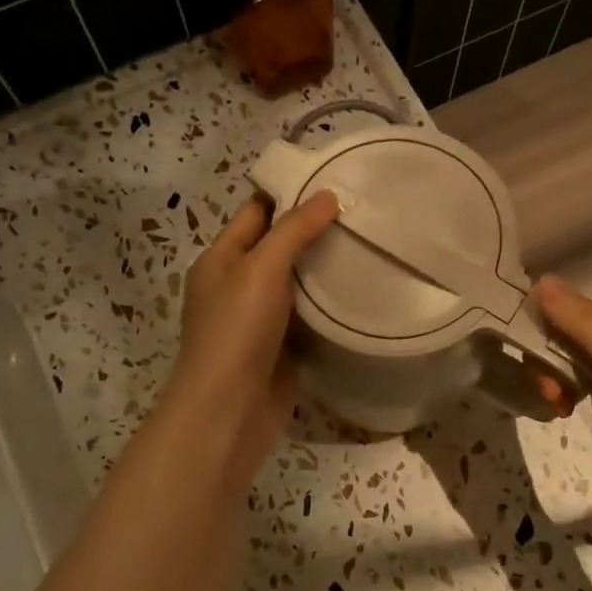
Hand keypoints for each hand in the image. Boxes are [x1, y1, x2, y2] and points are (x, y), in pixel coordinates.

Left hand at [171, 191, 339, 481]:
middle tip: (363, 213)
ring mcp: (260, 318)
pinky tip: (363, 290)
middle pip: (278, 246)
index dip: (291, 194)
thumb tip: (328, 196)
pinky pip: (308, 315)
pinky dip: (329, 303)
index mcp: (221, 258)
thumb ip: (293, 230)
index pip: (256, 212)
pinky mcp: (282, 346)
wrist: (230, 410)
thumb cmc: (236, 331)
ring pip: (296, 282)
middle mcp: (238, 284)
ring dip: (325, 268)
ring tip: (370, 244)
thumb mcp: (260, 268)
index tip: (336, 181)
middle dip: (315, 230)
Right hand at [531, 275, 591, 525]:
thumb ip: (584, 323)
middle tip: (549, 392)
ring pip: (563, 357)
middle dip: (546, 359)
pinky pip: (571, 380)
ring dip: (550, 379)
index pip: (569, 306)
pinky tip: (561, 411)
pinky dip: (560, 392)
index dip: (544, 329)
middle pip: (563, 331)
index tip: (532, 361)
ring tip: (557, 405)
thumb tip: (540, 280)